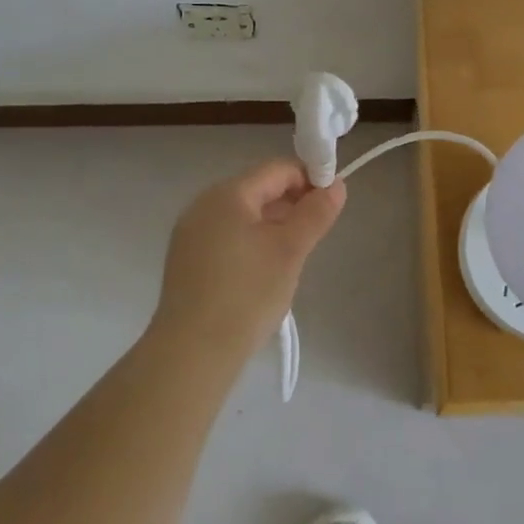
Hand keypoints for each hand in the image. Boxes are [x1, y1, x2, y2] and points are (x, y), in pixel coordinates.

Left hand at [150, 160, 346, 365]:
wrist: (192, 354)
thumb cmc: (246, 294)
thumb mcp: (290, 251)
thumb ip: (316, 214)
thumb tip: (337, 185)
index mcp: (227, 194)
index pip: (277, 170)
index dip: (308, 179)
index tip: (331, 203)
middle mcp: (203, 205)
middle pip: (258, 190)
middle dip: (291, 204)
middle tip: (316, 234)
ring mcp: (190, 234)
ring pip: (243, 216)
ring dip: (273, 226)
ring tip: (293, 257)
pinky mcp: (186, 261)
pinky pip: (227, 237)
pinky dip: (251, 243)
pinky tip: (263, 273)